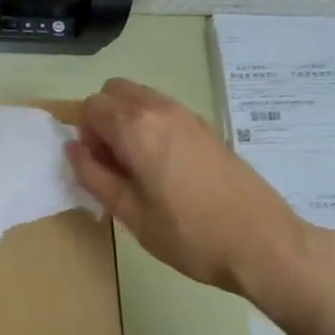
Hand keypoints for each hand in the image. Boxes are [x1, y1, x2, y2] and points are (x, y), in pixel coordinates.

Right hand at [65, 77, 312, 295]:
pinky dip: (152, 126)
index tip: (97, 166)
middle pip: (115, 90)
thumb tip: (73, 148)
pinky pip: (165, 111)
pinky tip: (164, 168)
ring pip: (142, 97)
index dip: (85, 134)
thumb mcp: (128, 212)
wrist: (261, 243)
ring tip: (138, 167)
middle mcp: (161, 110)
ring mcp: (189, 115)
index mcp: (136, 128)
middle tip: (113, 161)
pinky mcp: (208, 128)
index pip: (91, 106)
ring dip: (128, 120)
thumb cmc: (187, 234)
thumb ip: (93, 175)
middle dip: (103, 118)